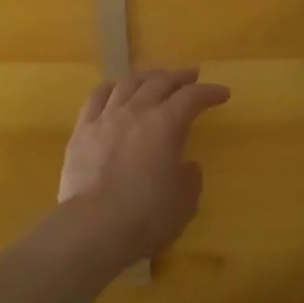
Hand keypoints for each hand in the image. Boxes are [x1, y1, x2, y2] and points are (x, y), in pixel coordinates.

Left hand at [58, 68, 231, 263]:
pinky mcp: (81, 131)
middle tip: (190, 76)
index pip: (192, 97)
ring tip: (154, 78)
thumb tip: (187, 165)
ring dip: (146, 77)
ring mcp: (105, 118)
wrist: (94, 226)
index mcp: (166, 124)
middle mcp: (136, 111)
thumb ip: (189, 178)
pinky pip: (96, 98)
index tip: (222, 94)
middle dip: (178, 77)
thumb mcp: (184, 202)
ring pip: (127, 84)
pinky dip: (110, 88)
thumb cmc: (147, 216)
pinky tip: (114, 88)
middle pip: (159, 82)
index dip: (210, 93)